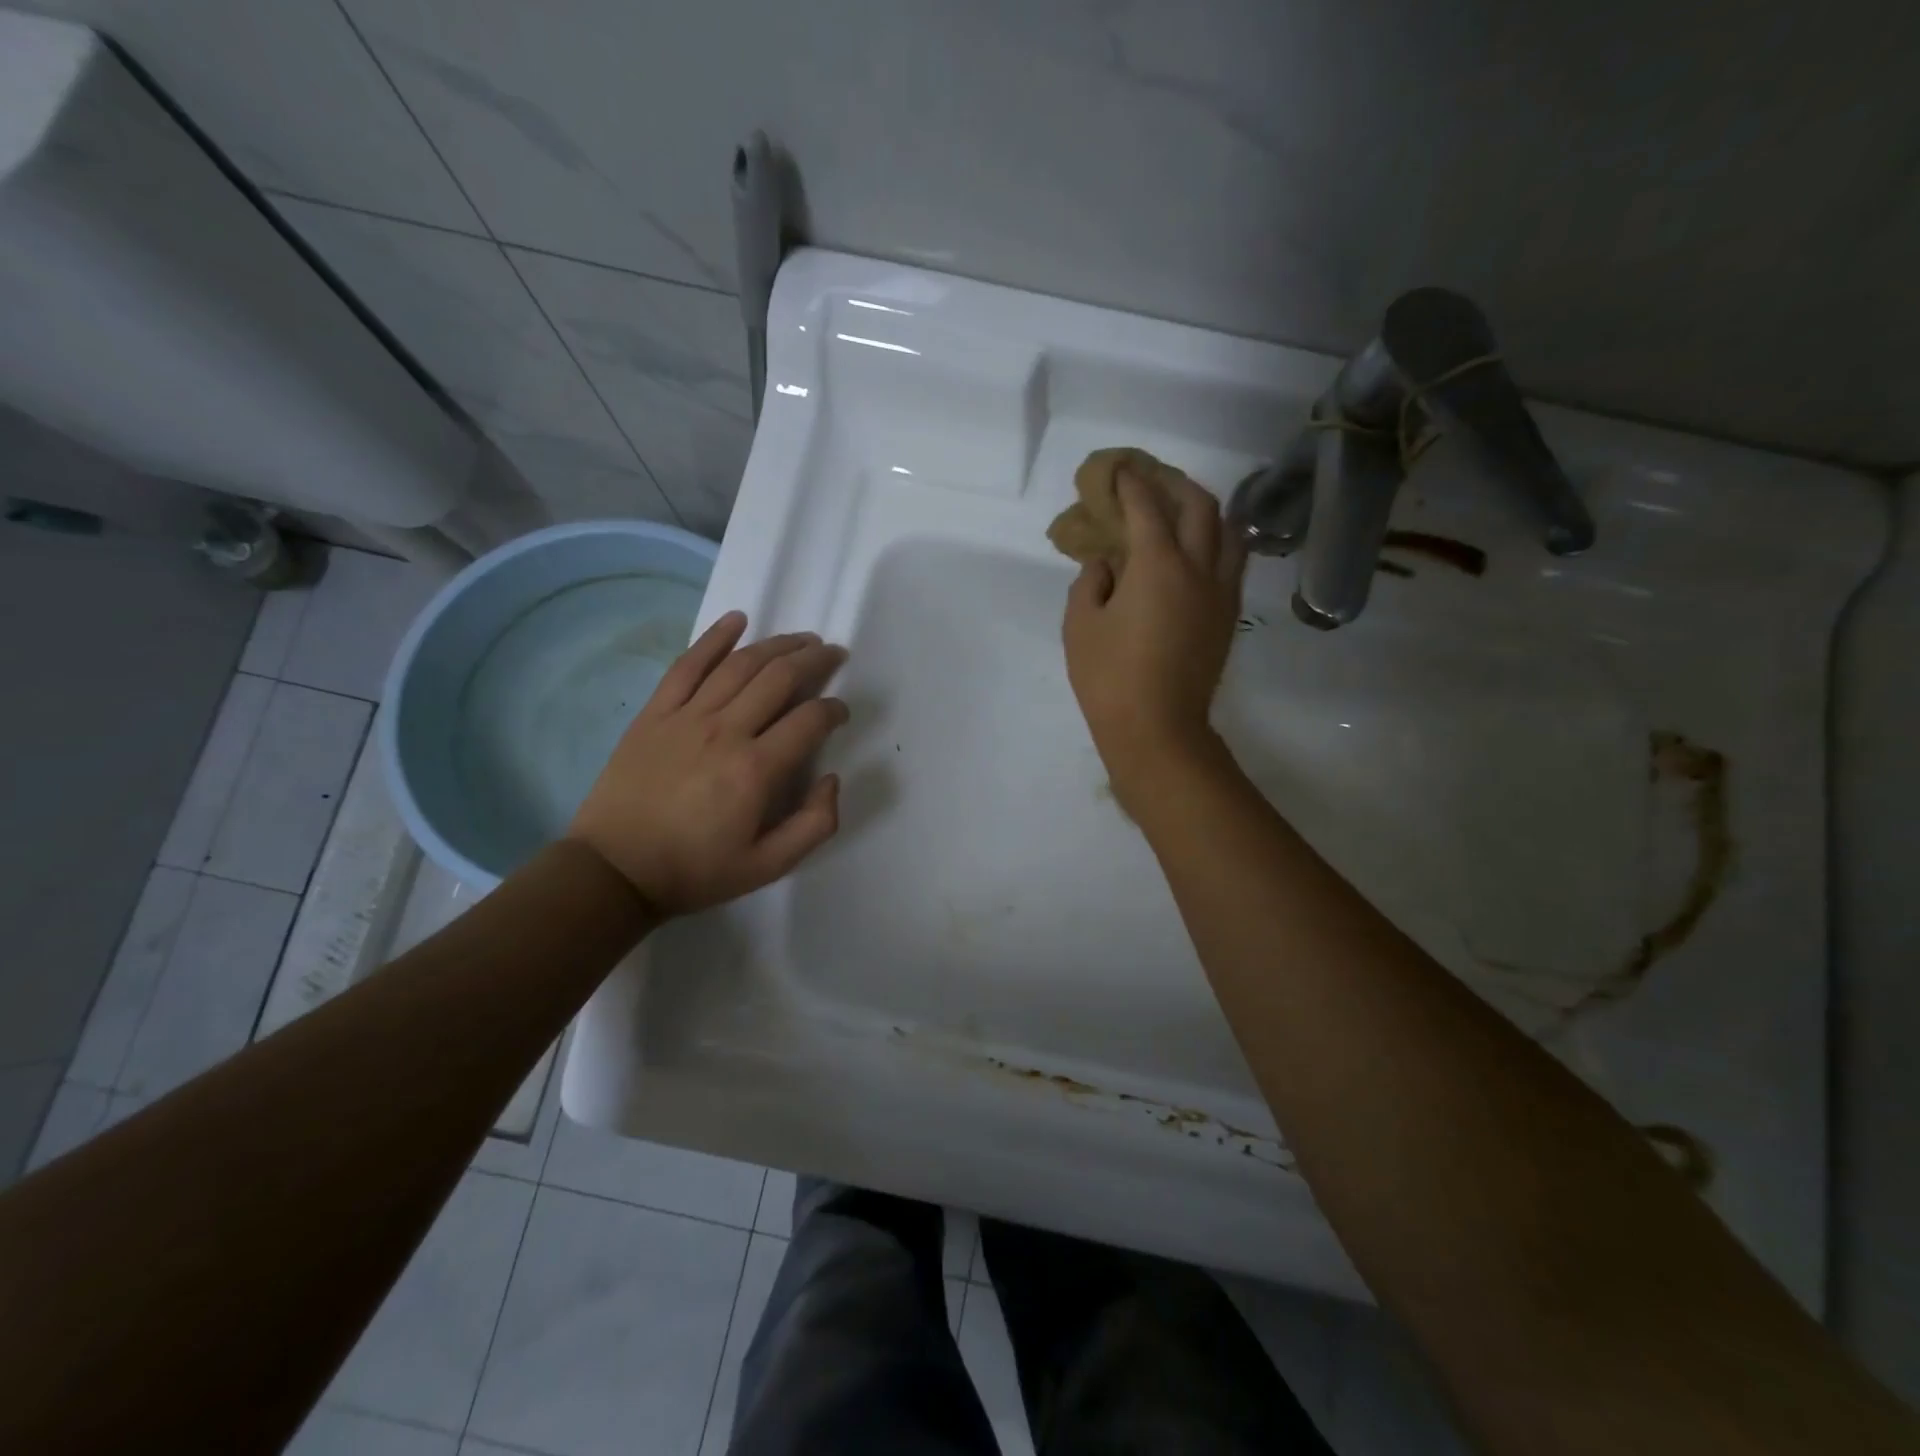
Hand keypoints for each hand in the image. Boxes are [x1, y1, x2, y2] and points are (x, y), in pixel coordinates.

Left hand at [567, 612, 848, 916]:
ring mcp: (686, 716)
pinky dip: (714, 638)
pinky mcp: (655, 713)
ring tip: (801, 639)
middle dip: (814, 661)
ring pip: (740, 664)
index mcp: (756, 770)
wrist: (615, 871)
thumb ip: (814, 825)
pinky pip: (688, 664)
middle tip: (833, 654)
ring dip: (777, 644)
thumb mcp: (768, 867)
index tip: (841, 711)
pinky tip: (737, 620)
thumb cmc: (696, 871)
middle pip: (779, 678)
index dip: (834, 710)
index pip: (809, 720)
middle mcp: (726, 731)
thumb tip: (832, 778)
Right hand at [1062, 468, 1245, 801]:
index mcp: (1158, 564)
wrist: (1158, 729)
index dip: (1131, 483)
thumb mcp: (1080, 625)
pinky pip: (1232, 561)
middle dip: (1174, 483)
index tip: (1118, 470)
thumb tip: (1107, 565)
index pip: (1147, 507)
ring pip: (1228, 531)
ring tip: (1181, 510)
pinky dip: (1216, 541)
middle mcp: (1199, 568)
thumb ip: (1091, 582)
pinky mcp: (1228, 616)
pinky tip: (1198, 549)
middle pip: (1200, 506)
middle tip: (1151, 480)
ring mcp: (1221, 592)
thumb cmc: (1109, 677)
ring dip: (1205, 510)